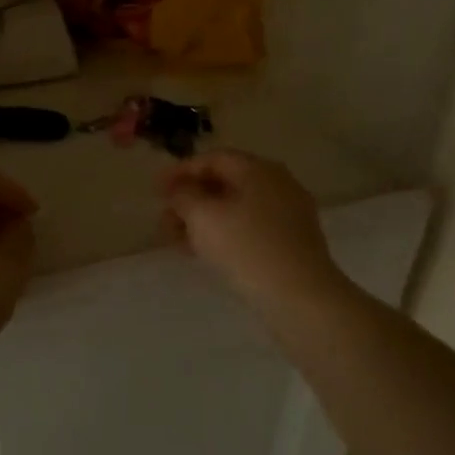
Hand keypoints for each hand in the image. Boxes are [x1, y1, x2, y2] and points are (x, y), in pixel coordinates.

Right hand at [160, 150, 348, 314]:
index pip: (212, 159)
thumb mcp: (202, 216)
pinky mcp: (293, 241)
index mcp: (258, 169)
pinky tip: (206, 252)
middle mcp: (277, 183)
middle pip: (225, 182)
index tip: (155, 190)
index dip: (180, 171)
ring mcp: (289, 213)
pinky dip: (224, 233)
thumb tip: (179, 190)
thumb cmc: (246, 247)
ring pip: (236, 207)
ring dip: (204, 219)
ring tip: (179, 240)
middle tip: (165, 219)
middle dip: (190, 199)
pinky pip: (250, 226)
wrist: (300, 295)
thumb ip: (183, 196)